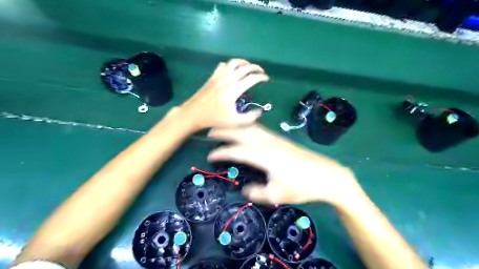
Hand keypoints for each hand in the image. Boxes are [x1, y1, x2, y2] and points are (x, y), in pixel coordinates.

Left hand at [179, 59, 268, 129]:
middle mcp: (228, 79)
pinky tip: (232, 70)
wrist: (194, 113)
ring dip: (243, 62)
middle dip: (255, 67)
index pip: (252, 78)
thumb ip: (250, 117)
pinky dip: (230, 64)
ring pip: (233, 62)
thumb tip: (259, 111)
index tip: (266, 79)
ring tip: (248, 66)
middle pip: (244, 67)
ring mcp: (218, 76)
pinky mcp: (212, 77)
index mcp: (234, 90)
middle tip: (260, 71)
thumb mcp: (235, 121)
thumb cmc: (214, 118)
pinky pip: (223, 65)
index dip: (261, 77)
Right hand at [208, 125, 360, 204]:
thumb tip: (244, 190)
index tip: (210, 155)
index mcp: (266, 156)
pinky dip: (247, 128)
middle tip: (210, 132)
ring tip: (225, 129)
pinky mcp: (282, 140)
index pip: (238, 151)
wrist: (328, 175)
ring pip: (252, 128)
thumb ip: (258, 193)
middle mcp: (269, 143)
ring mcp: (277, 139)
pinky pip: (260, 129)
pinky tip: (246, 132)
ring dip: (236, 127)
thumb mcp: (279, 194)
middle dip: (225, 131)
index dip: (222, 152)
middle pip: (243, 133)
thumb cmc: (303, 186)